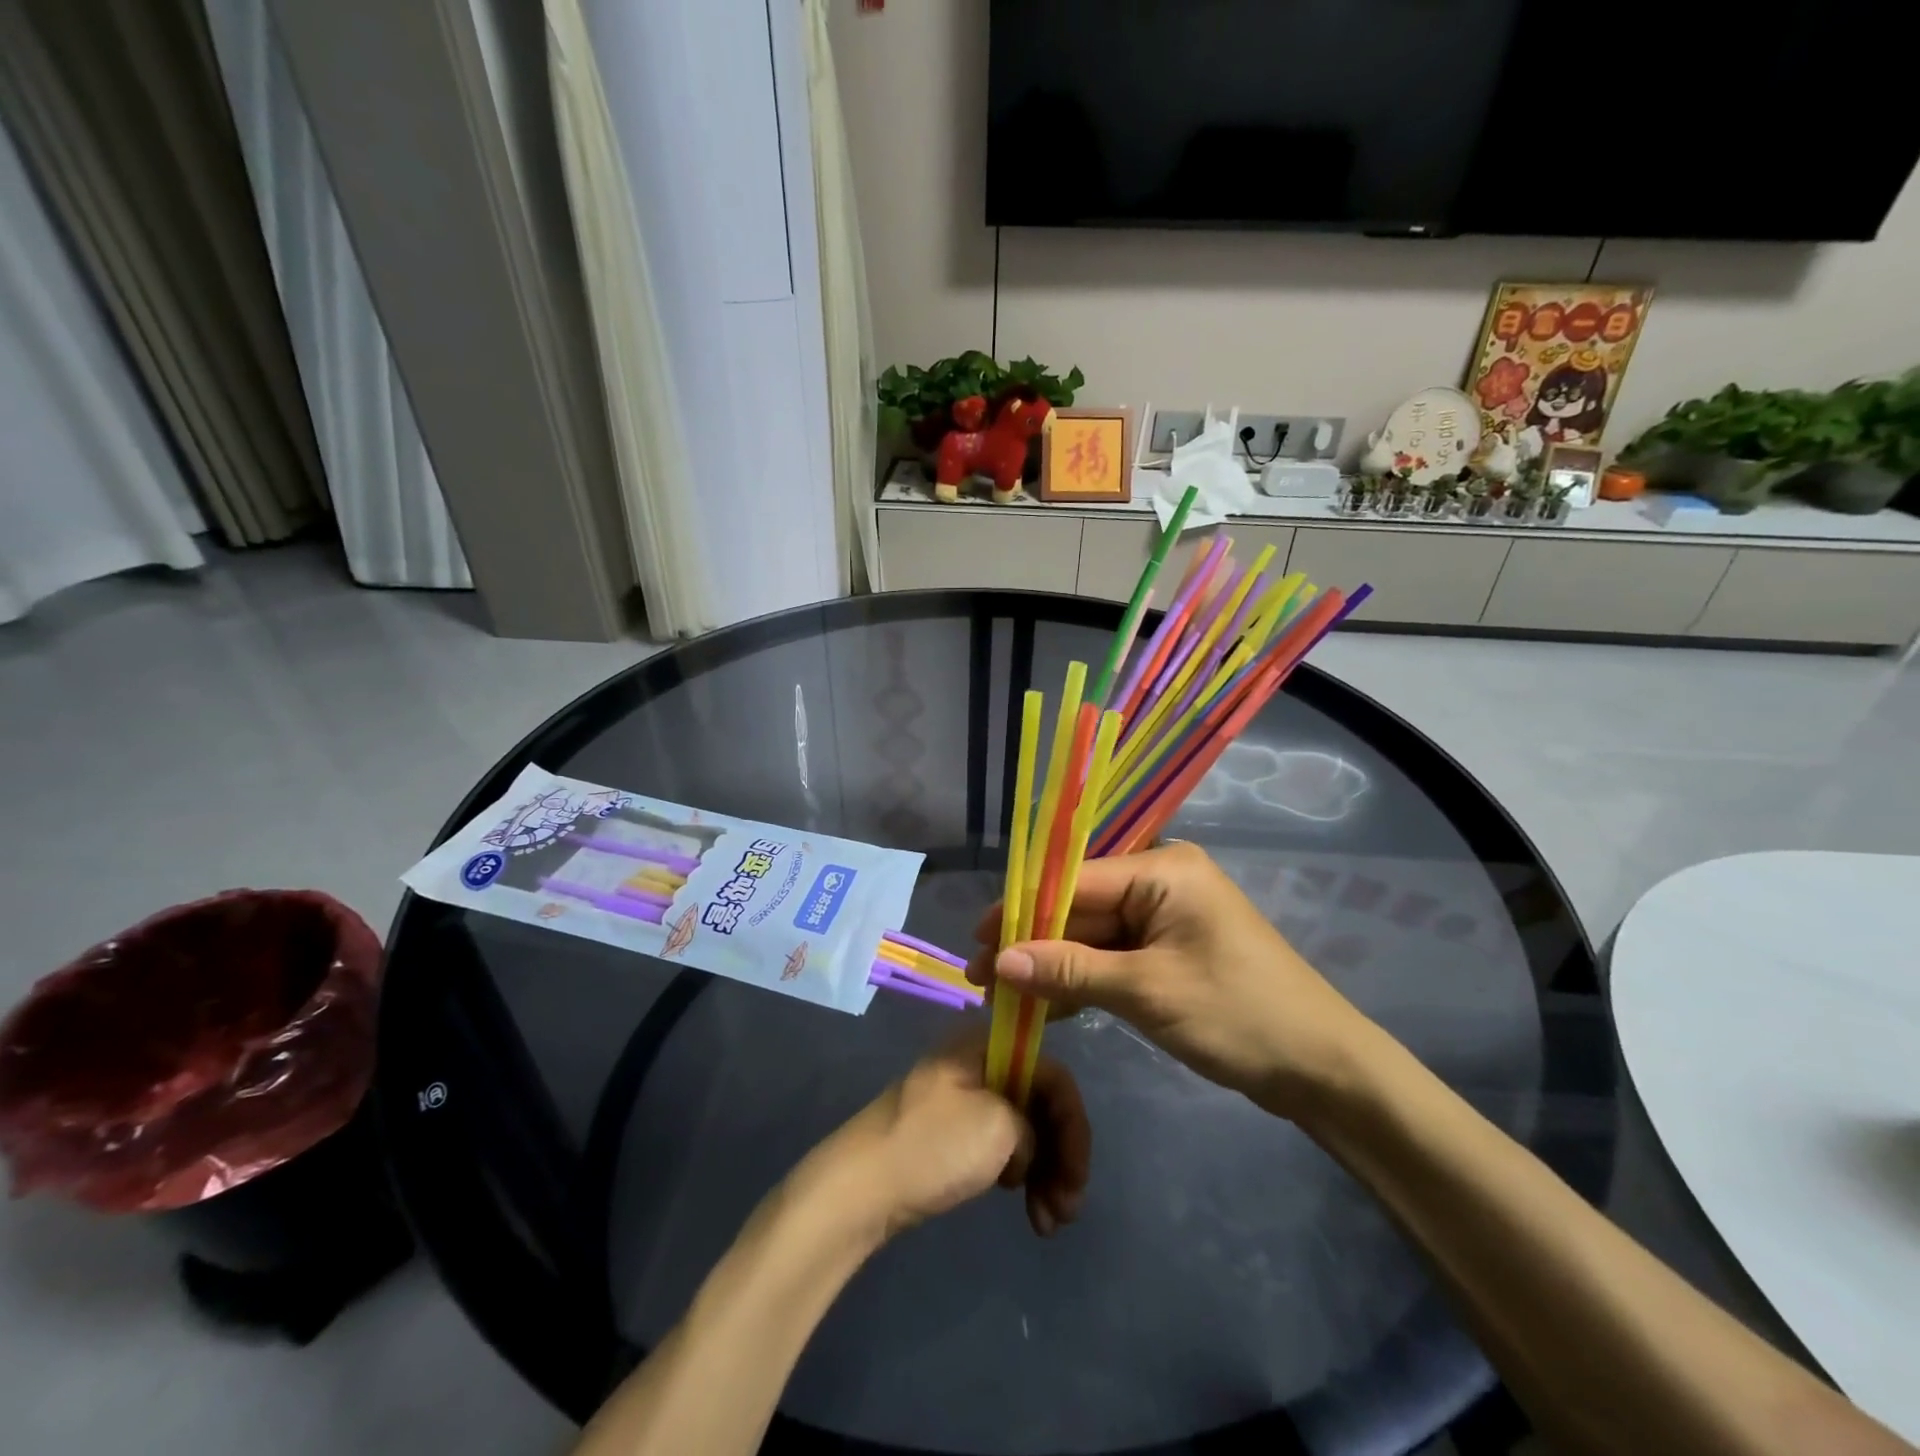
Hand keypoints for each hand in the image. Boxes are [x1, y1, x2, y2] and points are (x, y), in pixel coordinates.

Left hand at [803, 1031, 1090, 1242]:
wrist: (859, 1187)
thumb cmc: (933, 1146)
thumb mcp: (999, 1127)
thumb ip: (1034, 1124)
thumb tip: (1028, 1142)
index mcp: (985, 1043)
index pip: (1051, 1073)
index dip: (1073, 1124)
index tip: (1078, 1176)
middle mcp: (977, 1061)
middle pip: (1039, 1101)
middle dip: (1062, 1155)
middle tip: (1069, 1210)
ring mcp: (962, 1097)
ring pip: (1023, 1128)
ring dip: (1045, 1172)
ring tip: (1048, 1224)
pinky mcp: (950, 1131)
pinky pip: (1000, 1145)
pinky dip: (1020, 1175)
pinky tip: (1025, 1208)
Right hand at [966, 841, 1374, 1122]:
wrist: (1323, 1069)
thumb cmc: (1237, 1015)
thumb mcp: (1147, 992)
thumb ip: (1070, 970)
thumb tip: (998, 960)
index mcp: (1162, 870)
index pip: (1074, 880)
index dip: (1021, 911)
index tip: (975, 940)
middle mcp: (1161, 880)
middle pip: (1079, 906)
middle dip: (1031, 942)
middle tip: (981, 977)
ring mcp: (1166, 916)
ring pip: (1092, 934)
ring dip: (1052, 965)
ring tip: (1001, 995)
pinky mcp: (1169, 949)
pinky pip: (1113, 955)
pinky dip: (1082, 979)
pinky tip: (1045, 1005)